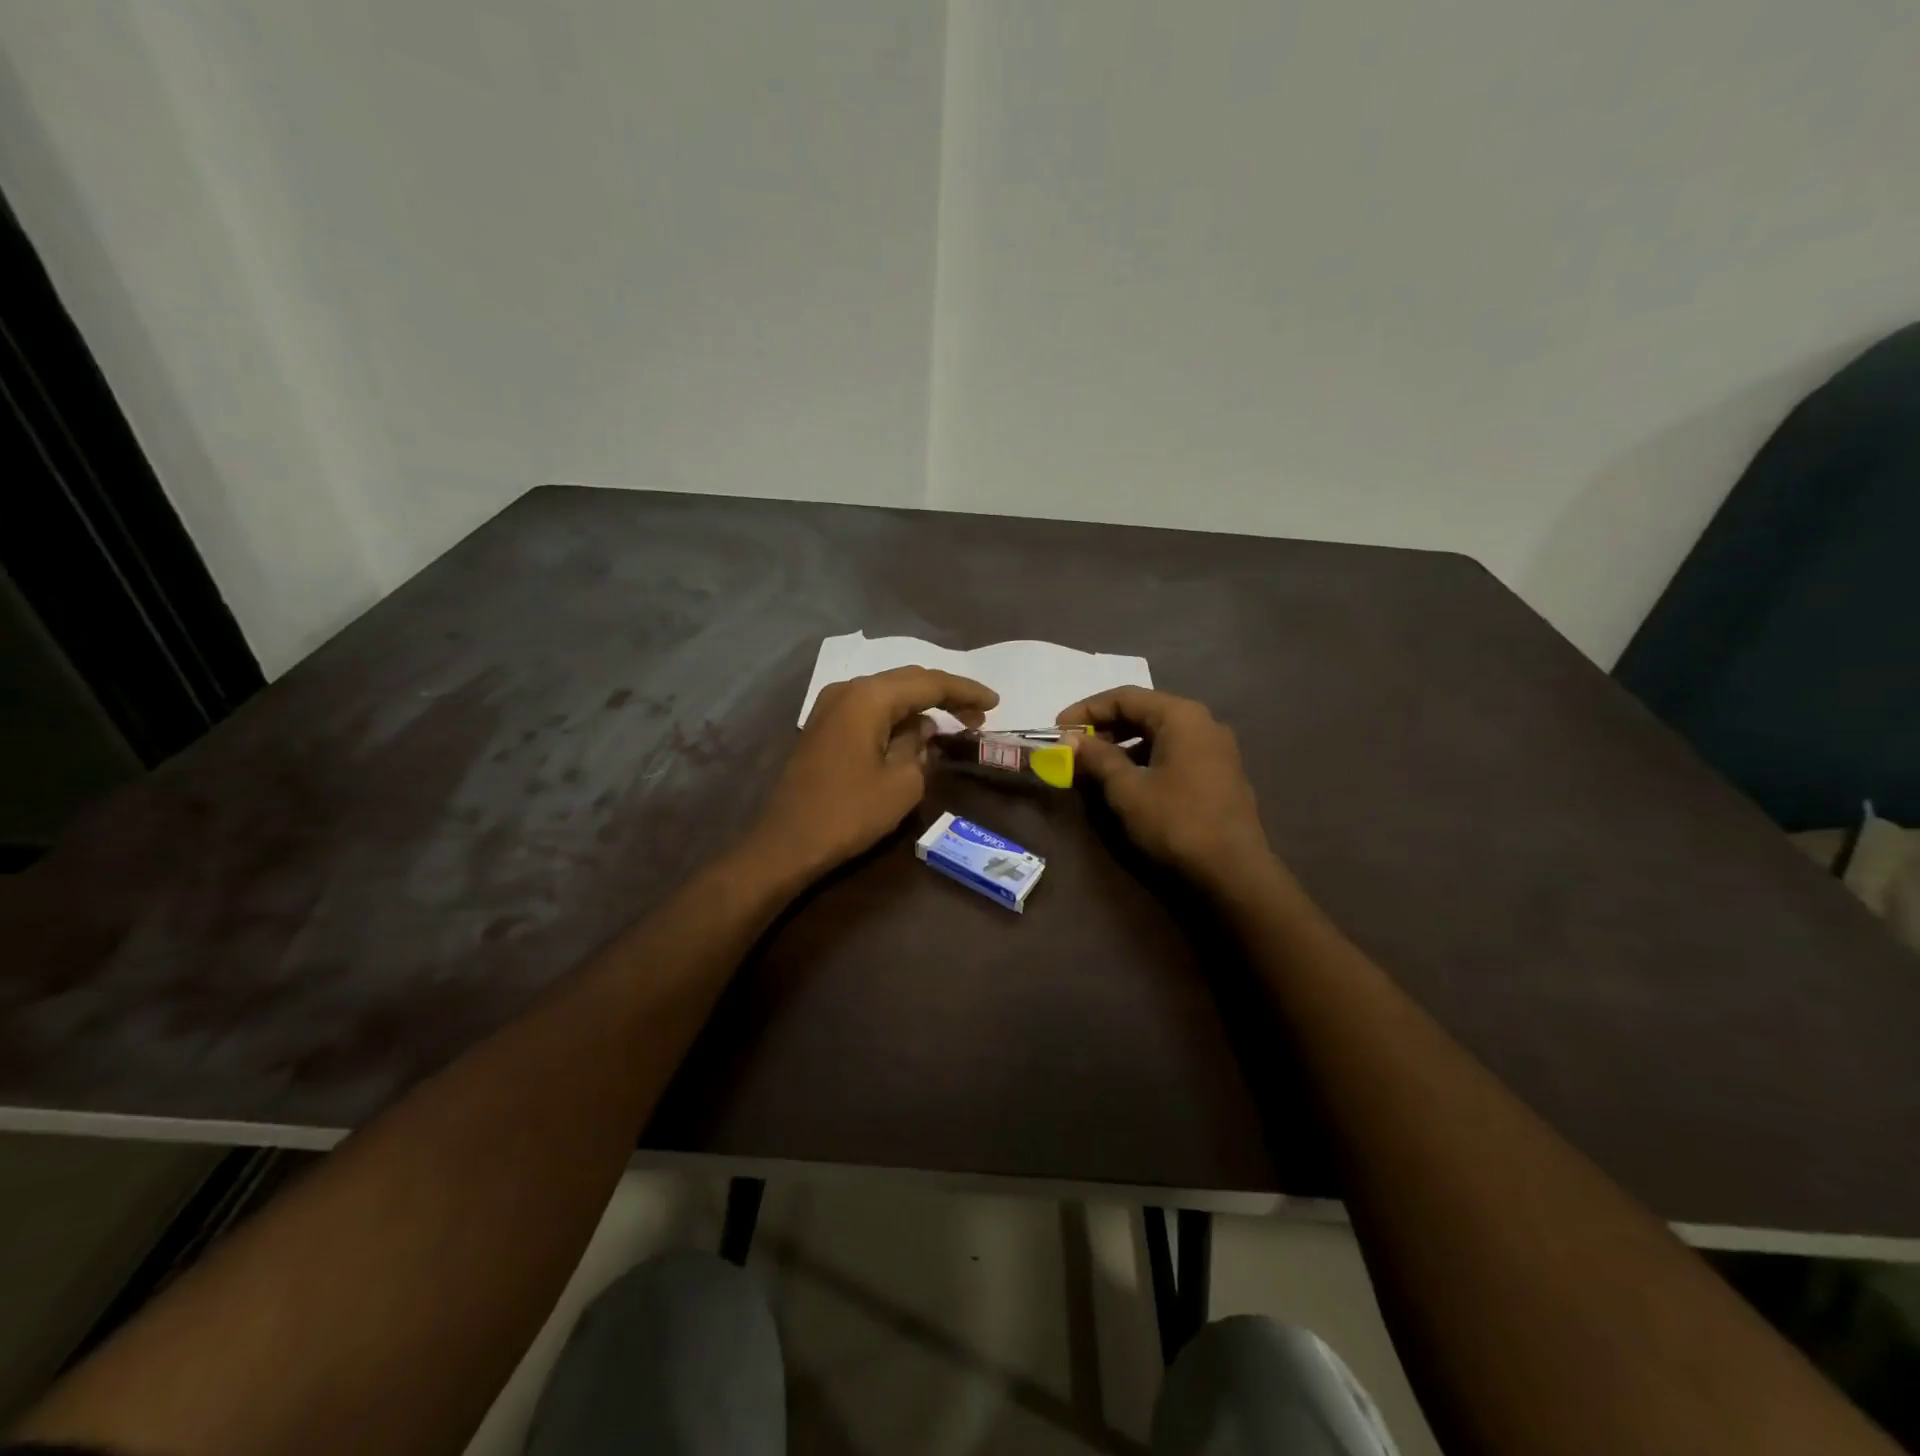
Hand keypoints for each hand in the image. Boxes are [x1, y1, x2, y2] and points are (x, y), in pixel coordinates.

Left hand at [749, 666, 998, 878]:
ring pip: (887, 694)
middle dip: (945, 695)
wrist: (788, 842)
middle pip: (907, 681)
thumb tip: (920, 730)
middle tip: (978, 714)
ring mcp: (830, 707)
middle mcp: (848, 690)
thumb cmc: (849, 812)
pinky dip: (896, 717)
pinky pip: (869, 710)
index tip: (995, 703)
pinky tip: (915, 732)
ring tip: (954, 723)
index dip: (965, 691)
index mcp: (868, 697)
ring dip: (920, 706)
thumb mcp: (902, 783)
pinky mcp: (824, 727)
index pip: (929, 683)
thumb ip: (919, 746)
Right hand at [1059, 687, 1274, 894]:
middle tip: (1074, 747)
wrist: (1234, 871)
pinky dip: (1146, 757)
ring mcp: (1216, 748)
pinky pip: (1175, 751)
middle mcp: (1202, 722)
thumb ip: (1097, 758)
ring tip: (1095, 765)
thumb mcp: (1127, 789)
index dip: (1086, 710)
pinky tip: (1128, 779)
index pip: (1124, 697)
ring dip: (1124, 743)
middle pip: (1144, 711)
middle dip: (1105, 727)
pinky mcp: (1220, 772)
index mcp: (1181, 716)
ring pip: (1159, 733)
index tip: (1058, 729)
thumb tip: (1070, 740)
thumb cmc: (1176, 822)